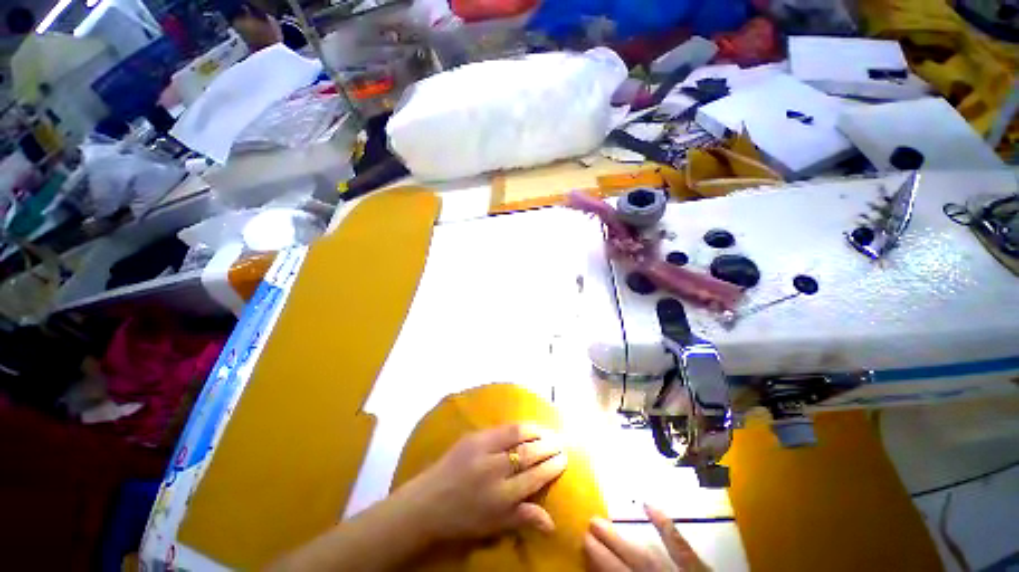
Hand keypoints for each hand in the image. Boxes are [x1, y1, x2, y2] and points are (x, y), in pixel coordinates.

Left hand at [397, 423, 567, 541]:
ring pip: (517, 435)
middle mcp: (494, 470)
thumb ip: (522, 518)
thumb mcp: (493, 525)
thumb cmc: (463, 518)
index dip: (551, 467)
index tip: (563, 459)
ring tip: (548, 432)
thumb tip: (552, 522)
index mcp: (501, 497)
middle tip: (560, 443)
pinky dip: (518, 427)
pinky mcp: (473, 437)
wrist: (428, 501)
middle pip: (529, 454)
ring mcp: (483, 450)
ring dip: (536, 432)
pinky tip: (527, 426)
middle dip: (548, 447)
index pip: (534, 477)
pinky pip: (501, 428)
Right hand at [584, 505, 709, 571]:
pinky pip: (680, 545)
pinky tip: (649, 504)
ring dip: (624, 538)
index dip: (602, 559)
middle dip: (608, 544)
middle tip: (590, 524)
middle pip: (632, 562)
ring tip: (604, 520)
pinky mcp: (697, 567)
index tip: (585, 540)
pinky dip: (665, 525)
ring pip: (647, 554)